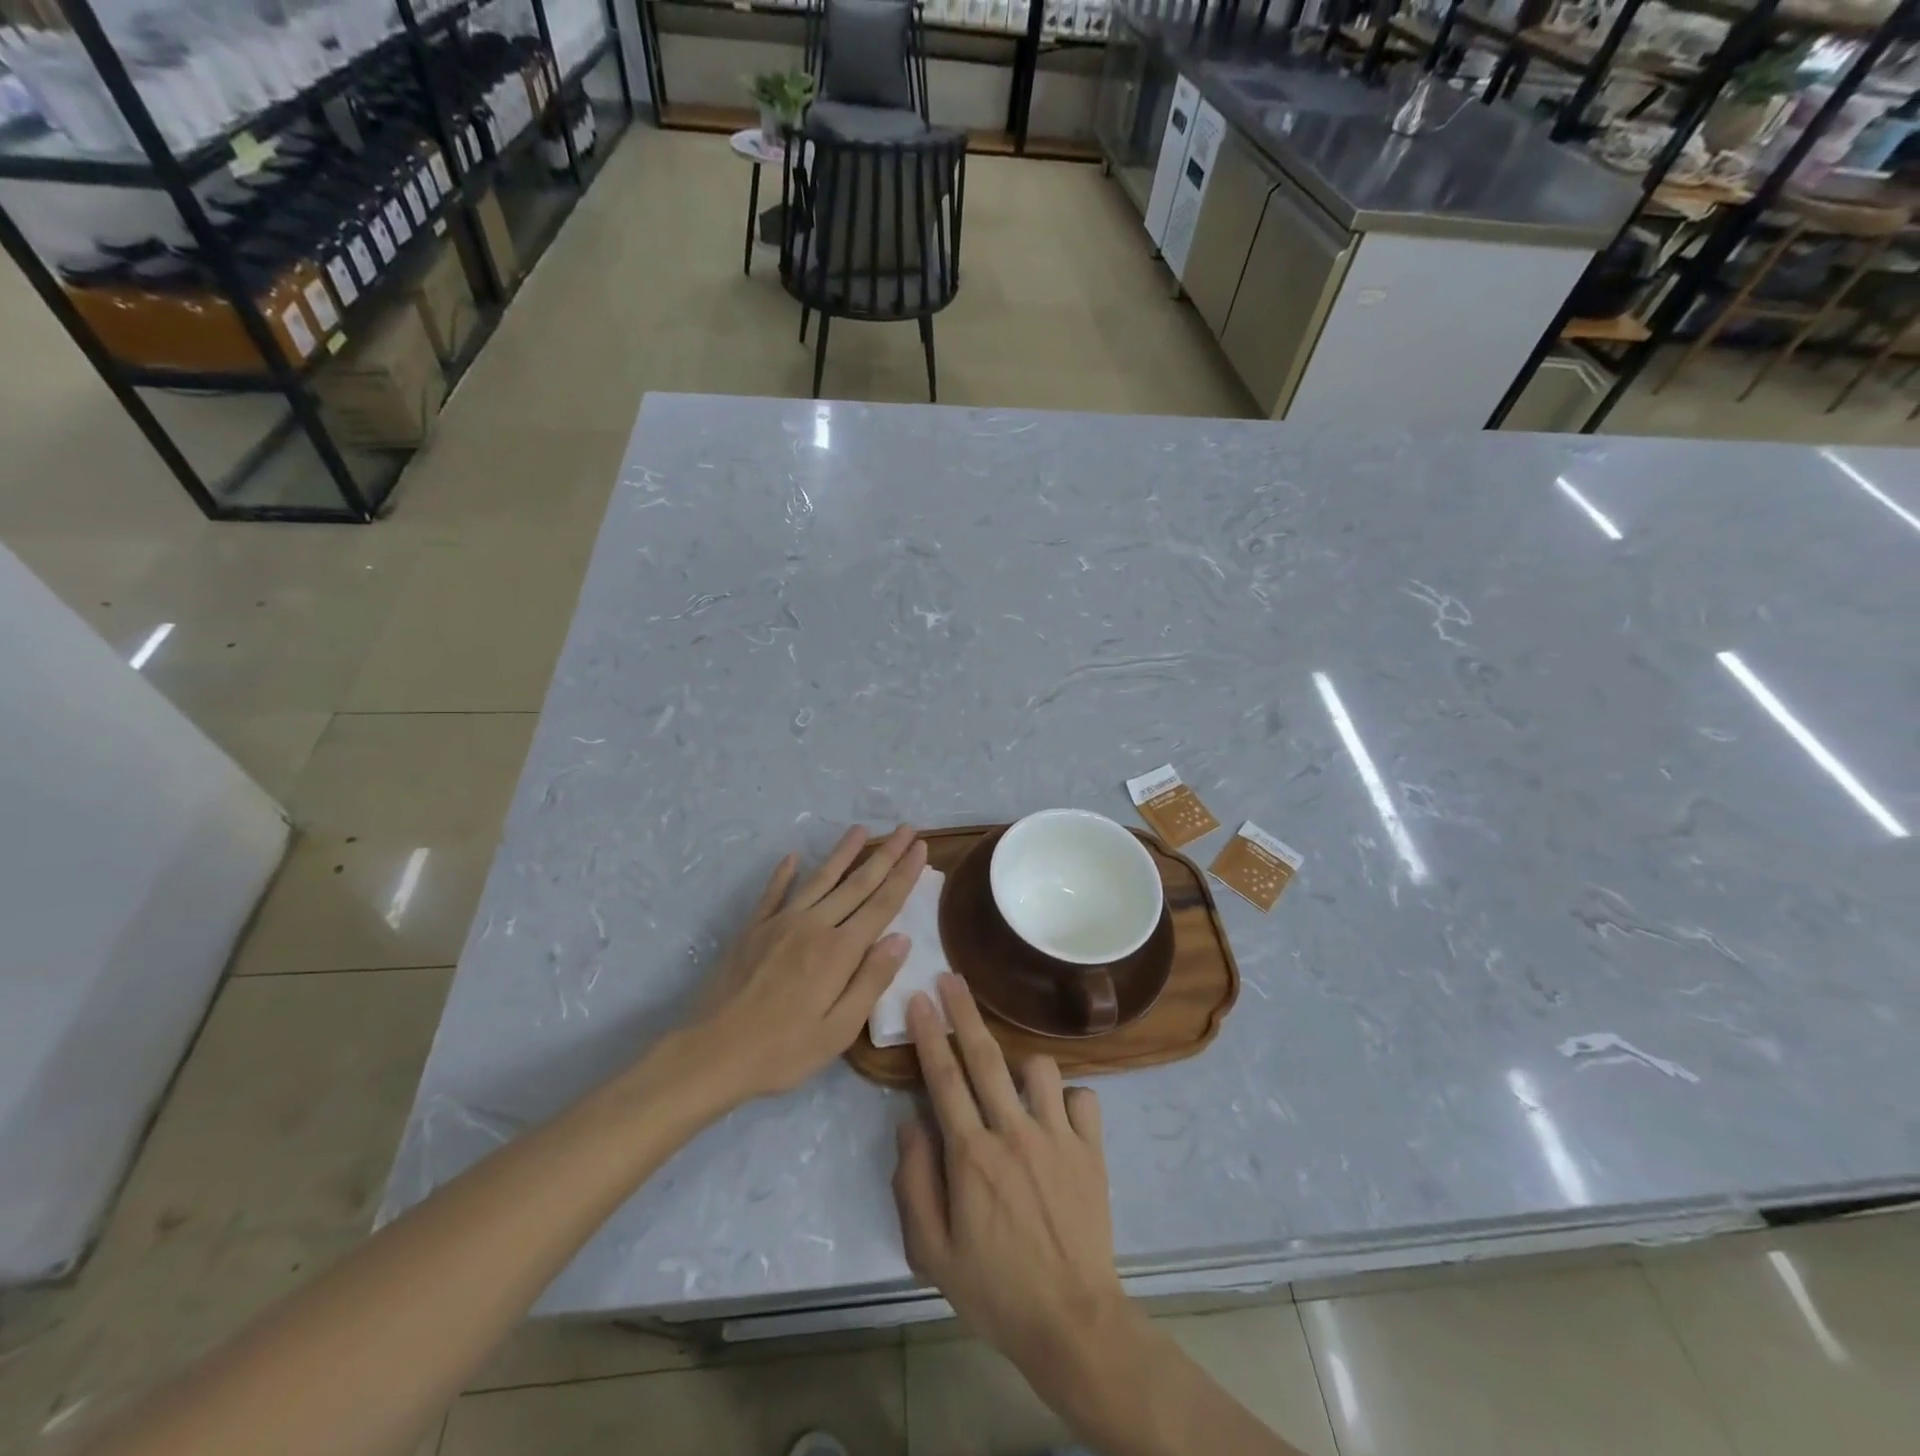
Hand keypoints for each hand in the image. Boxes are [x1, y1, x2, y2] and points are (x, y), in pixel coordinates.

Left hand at [687, 825, 926, 1104]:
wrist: (712, 1053)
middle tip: (907, 829)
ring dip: (843, 852)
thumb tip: (901, 938)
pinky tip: (793, 856)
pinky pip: (774, 893)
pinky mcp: (753, 929)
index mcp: (839, 950)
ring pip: (820, 878)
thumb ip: (871, 980)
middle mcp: (814, 925)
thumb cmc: (783, 1050)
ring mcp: (780, 922)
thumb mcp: (839, 1030)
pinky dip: (784, 873)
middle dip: (886, 854)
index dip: (904, 875)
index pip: (882, 904)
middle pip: (857, 883)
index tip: (921, 848)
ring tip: (861, 829)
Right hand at [893, 975, 1135, 1385]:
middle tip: (950, 977)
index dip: (929, 1034)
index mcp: (972, 1156)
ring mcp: (1057, 1137)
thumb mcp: (932, 1252)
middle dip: (964, 1011)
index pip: (943, 1079)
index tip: (918, 998)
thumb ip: (914, 1183)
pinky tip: (1055, 1114)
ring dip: (1019, 1062)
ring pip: (1038, 1068)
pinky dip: (1067, 1097)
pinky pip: (1082, 1096)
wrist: (1072, 1322)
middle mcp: (1014, 1133)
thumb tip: (910, 1124)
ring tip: (1009, 1078)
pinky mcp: (1091, 1149)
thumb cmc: (994, 1290)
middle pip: (985, 1057)